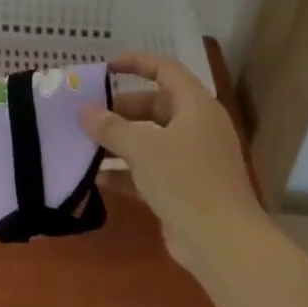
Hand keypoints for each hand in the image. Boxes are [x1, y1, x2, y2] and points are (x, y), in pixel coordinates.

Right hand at [80, 53, 264, 266]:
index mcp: (196, 108)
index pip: (166, 70)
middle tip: (89, 115)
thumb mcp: (142, 149)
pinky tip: (97, 178)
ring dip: (120, 141)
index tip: (105, 68)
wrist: (223, 243)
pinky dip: (126, 171)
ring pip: (151, 139)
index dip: (136, 62)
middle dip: (121, 108)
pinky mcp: (185, 188)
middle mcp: (198, 129)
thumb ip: (110, 128)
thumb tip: (84, 111)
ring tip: (86, 144)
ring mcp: (193, 160)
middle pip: (156, 105)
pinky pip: (150, 169)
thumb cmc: (186, 182)